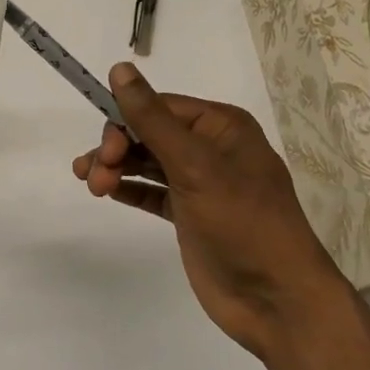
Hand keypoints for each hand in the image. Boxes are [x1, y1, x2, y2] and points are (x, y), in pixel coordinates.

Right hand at [73, 63, 346, 358]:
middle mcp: (211, 148)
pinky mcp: (190, 214)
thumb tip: (119, 68)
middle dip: (117, 148)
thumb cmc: (241, 222)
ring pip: (147, 161)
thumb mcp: (195, 165)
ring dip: (116, 167)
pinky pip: (151, 190)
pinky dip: (128, 188)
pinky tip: (106, 192)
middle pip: (150, 132)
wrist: (277, 301)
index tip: (104, 149)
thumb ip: (152, 119)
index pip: (160, 107)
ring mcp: (200, 183)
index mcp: (221, 126)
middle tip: (94, 174)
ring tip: (91, 186)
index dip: (126, 121)